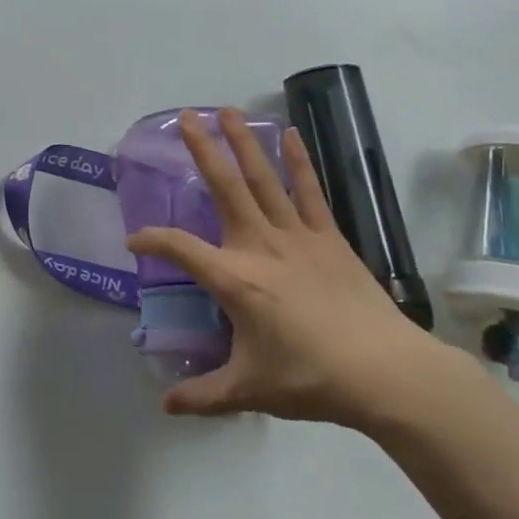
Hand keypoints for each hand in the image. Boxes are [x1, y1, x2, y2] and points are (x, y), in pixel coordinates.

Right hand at [127, 108, 462, 430]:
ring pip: (262, 179)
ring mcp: (296, 235)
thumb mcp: (249, 389)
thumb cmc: (310, 379)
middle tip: (186, 117)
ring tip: (227, 111)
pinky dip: (298, 162)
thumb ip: (203, 395)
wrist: (384, 371)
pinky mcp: (328, 236)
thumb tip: (165, 406)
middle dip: (202, 150)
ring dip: (243, 143)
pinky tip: (290, 135)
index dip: (152, 241)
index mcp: (235, 279)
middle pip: (224, 188)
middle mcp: (259, 245)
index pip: (180, 249)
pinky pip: (309, 191)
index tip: (134, 241)